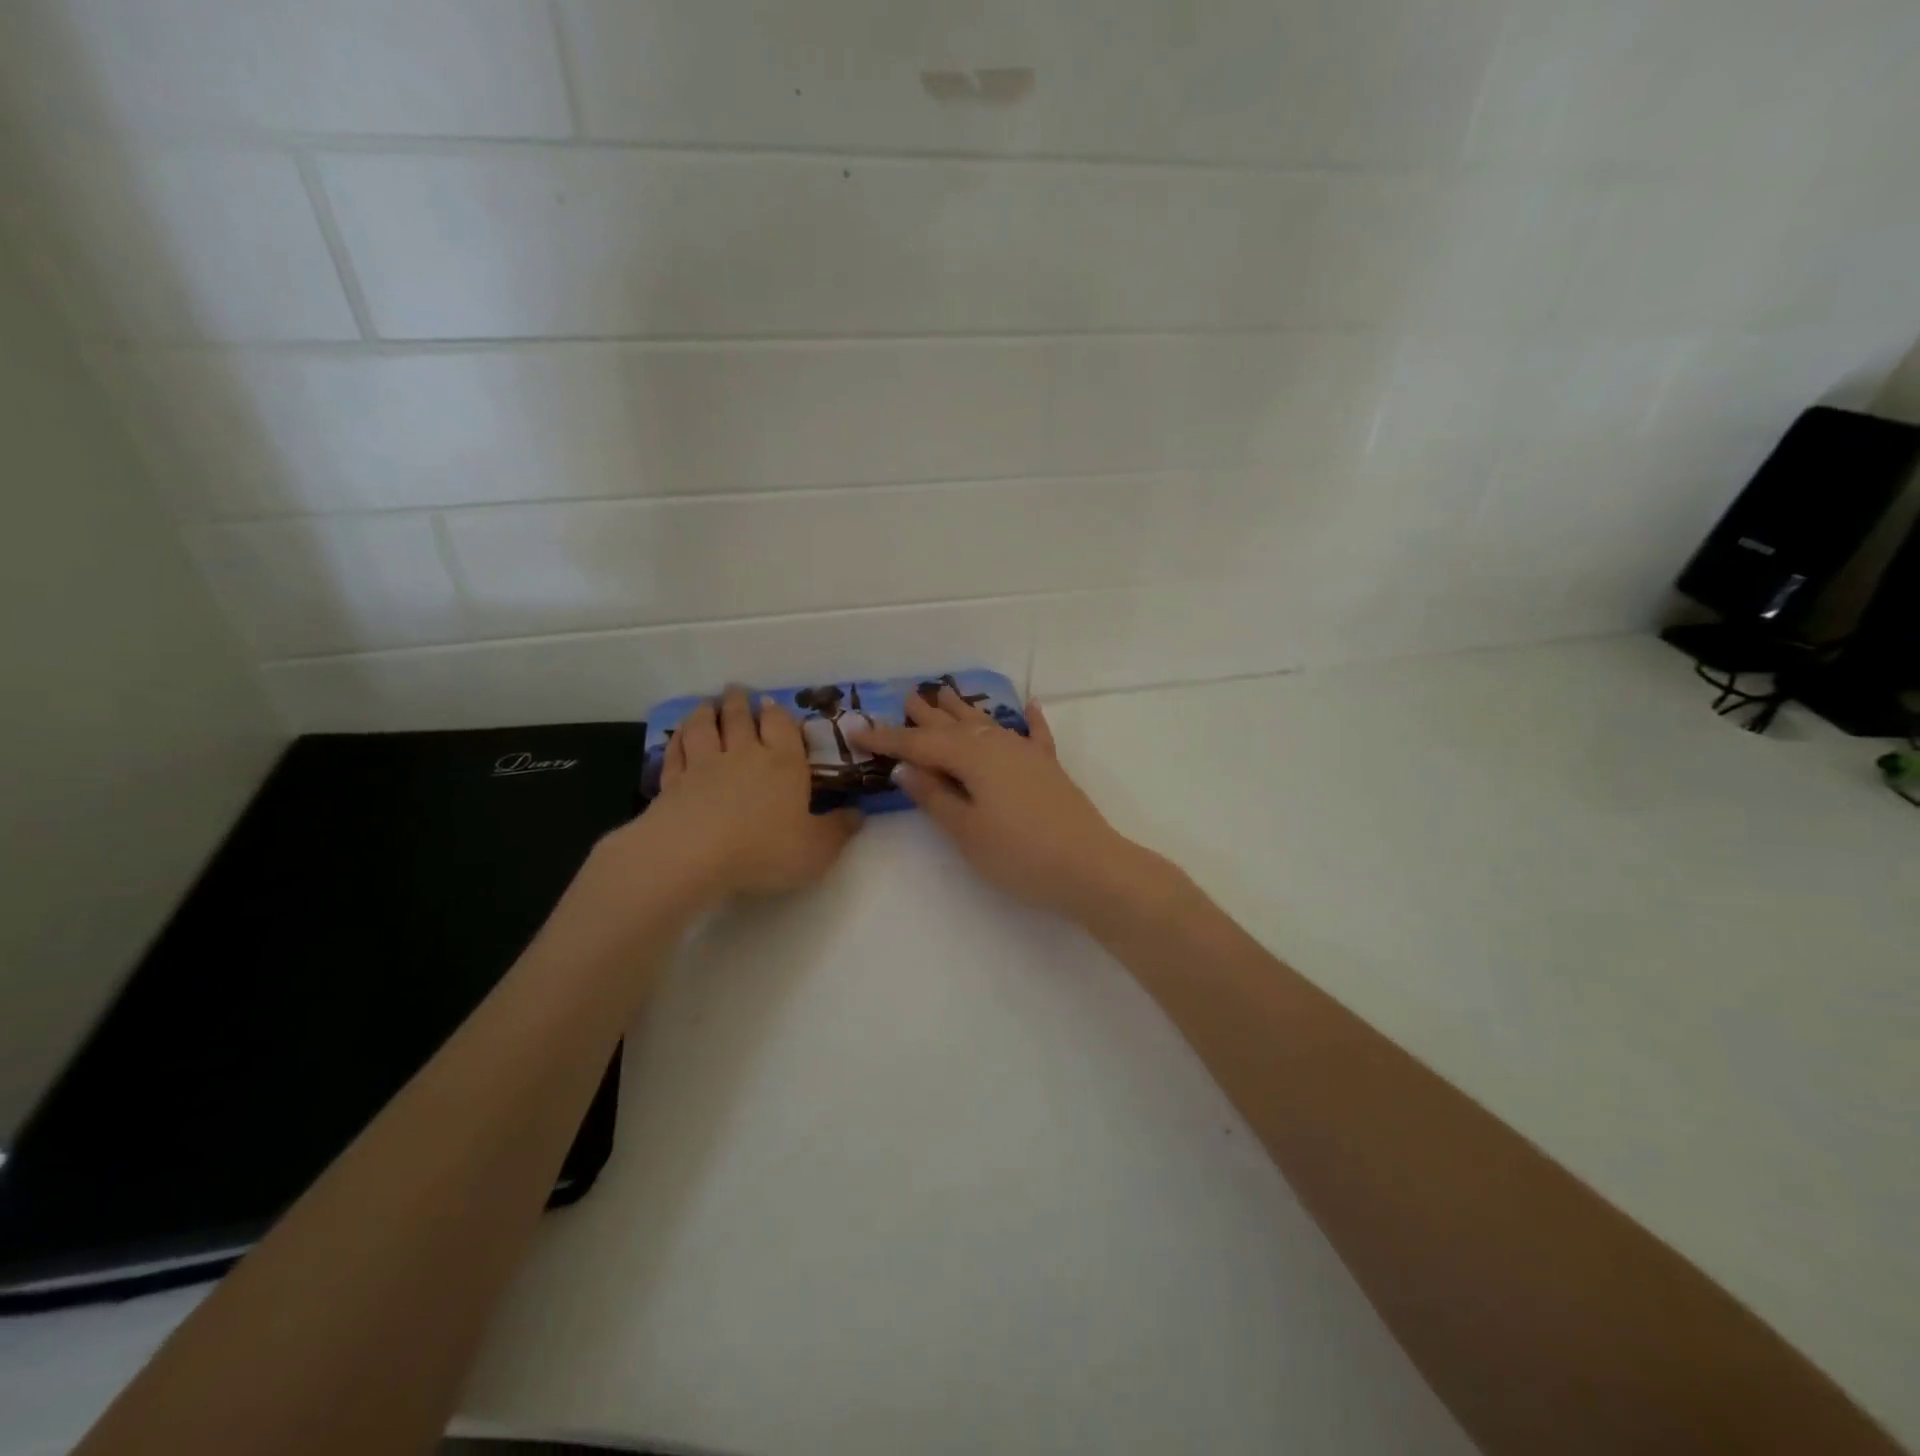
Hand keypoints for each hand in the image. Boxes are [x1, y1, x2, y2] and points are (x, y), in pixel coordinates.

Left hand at [619, 686, 861, 900]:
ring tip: (708, 704)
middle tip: (736, 690)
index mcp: (784, 764)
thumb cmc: (764, 850)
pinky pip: (675, 752)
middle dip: (740, 702)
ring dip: (706, 712)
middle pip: (740, 718)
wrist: (693, 856)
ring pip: (704, 728)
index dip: (777, 712)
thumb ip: (838, 830)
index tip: (771, 702)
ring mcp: (704, 766)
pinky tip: (678, 736)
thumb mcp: (816, 849)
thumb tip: (858, 814)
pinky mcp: (673, 783)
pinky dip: (677, 739)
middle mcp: (744, 755)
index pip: (781, 726)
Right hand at [851, 687, 1154, 921]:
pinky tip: (1029, 705)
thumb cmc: (1019, 854)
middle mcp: (998, 746)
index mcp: (972, 759)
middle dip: (926, 716)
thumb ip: (935, 796)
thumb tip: (906, 767)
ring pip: (988, 725)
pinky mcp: (1049, 770)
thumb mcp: (967, 830)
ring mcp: (1027, 755)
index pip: (919, 745)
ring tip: (945, 693)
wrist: (1089, 868)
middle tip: (905, 698)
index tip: (856, 728)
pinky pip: (1035, 736)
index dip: (887, 739)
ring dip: (964, 711)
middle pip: (954, 727)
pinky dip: (1030, 720)